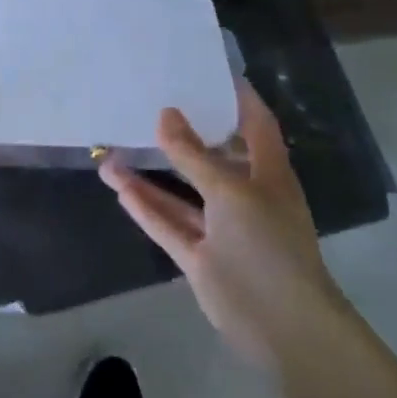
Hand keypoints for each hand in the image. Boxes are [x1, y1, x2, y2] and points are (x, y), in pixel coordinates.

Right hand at [100, 79, 345, 364]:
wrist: (284, 328)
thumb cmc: (268, 244)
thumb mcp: (230, 191)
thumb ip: (193, 154)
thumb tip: (165, 113)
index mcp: (267, 174)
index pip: (255, 123)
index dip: (237, 96)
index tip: (208, 69)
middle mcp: (244, 195)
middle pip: (211, 156)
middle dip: (183, 133)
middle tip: (148, 101)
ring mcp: (221, 228)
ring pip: (180, 193)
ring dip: (150, 174)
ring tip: (112, 148)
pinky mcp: (201, 257)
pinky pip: (168, 223)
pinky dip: (146, 206)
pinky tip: (118, 185)